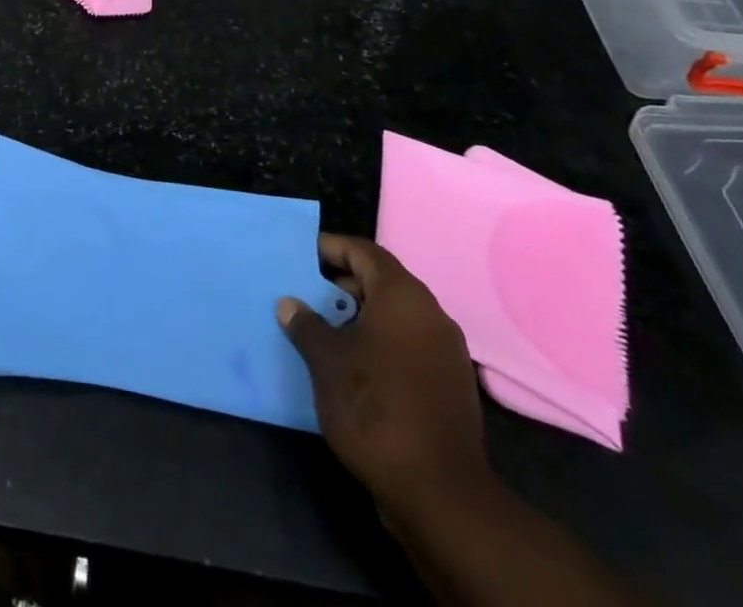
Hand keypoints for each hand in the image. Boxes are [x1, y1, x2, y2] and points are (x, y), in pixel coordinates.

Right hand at [277, 236, 488, 519]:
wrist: (440, 494)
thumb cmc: (374, 408)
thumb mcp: (326, 360)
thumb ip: (306, 324)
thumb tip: (291, 305)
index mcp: (403, 296)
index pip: (363, 252)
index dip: (330, 248)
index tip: (301, 256)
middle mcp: (431, 315)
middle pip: (381, 282)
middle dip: (342, 285)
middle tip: (306, 294)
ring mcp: (446, 353)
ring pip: (396, 317)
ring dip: (360, 317)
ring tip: (323, 330)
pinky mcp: (451, 387)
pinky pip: (409, 347)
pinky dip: (380, 345)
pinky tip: (353, 366)